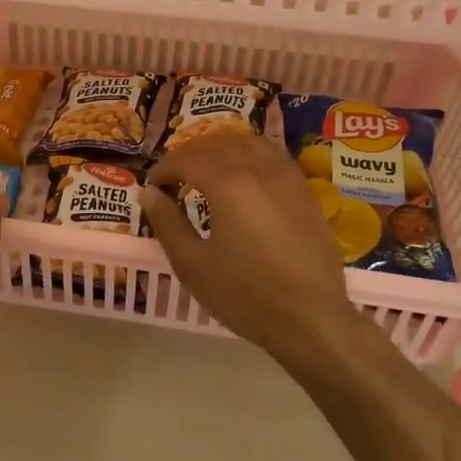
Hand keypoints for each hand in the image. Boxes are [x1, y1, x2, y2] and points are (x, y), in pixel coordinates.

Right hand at [142, 133, 363, 363]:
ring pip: (248, 142)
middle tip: (174, 179)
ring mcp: (286, 176)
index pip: (186, 159)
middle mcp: (258, 168)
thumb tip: (149, 193)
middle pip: (217, 144)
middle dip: (189, 155)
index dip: (163, 169)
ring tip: (207, 171)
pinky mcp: (305, 190)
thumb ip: (167, 223)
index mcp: (227, 184)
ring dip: (221, 148)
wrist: (312, 318)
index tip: (152, 187)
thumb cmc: (246, 295)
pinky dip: (250, 154)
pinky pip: (273, 154)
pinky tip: (244, 176)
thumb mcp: (193, 265)